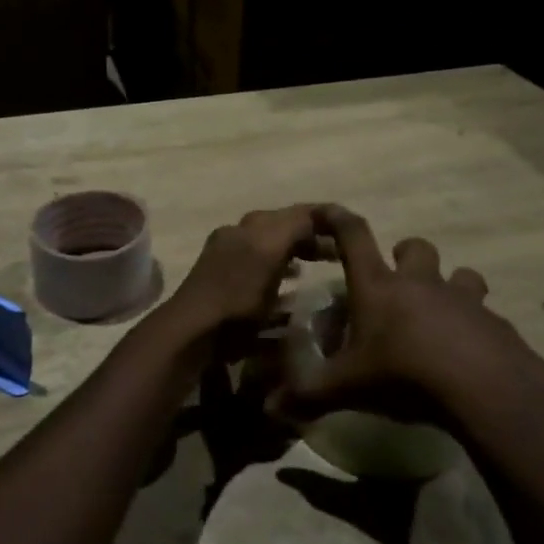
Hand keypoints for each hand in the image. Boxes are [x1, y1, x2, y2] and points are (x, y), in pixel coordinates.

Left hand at [167, 204, 328, 331]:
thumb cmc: (237, 296)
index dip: (324, 217)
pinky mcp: (222, 280)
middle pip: (282, 227)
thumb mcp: (270, 253)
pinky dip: (277, 266)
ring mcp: (227, 257)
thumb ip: (294, 228)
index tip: (349, 230)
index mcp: (252, 226)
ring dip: (294, 250)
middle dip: (310, 235)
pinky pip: (258, 264)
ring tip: (318, 264)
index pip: (297, 212)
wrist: (194, 331)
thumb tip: (319, 215)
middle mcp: (238, 234)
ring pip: (270, 245)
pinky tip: (289, 282)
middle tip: (337, 252)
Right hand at [275, 205, 543, 421]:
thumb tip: (270, 408)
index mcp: (377, 286)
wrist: (484, 388)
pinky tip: (471, 354)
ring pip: (461, 274)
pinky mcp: (494, 323)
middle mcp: (419, 282)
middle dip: (405, 254)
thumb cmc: (404, 374)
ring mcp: (461, 299)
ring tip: (442, 312)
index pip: (353, 236)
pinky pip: (485, 314)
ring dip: (451, 285)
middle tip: (398, 278)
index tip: (327, 210)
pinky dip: (477, 326)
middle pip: (415, 247)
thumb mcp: (347, 388)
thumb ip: (308, 395)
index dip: (337, 219)